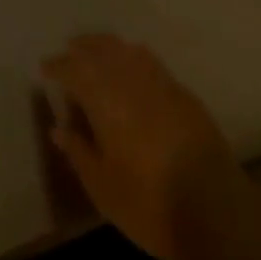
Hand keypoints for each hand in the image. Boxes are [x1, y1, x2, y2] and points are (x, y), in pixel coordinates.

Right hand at [41, 34, 253, 259]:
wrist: (215, 212)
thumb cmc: (148, 203)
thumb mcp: (102, 186)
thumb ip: (79, 151)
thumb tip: (59, 128)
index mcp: (106, 100)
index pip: (75, 70)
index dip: (58, 66)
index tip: (45, 68)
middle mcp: (132, 82)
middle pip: (103, 50)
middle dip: (84, 47)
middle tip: (70, 49)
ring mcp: (163, 85)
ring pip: (129, 51)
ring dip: (109, 47)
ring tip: (98, 52)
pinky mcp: (186, 96)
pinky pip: (153, 63)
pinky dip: (135, 57)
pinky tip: (133, 68)